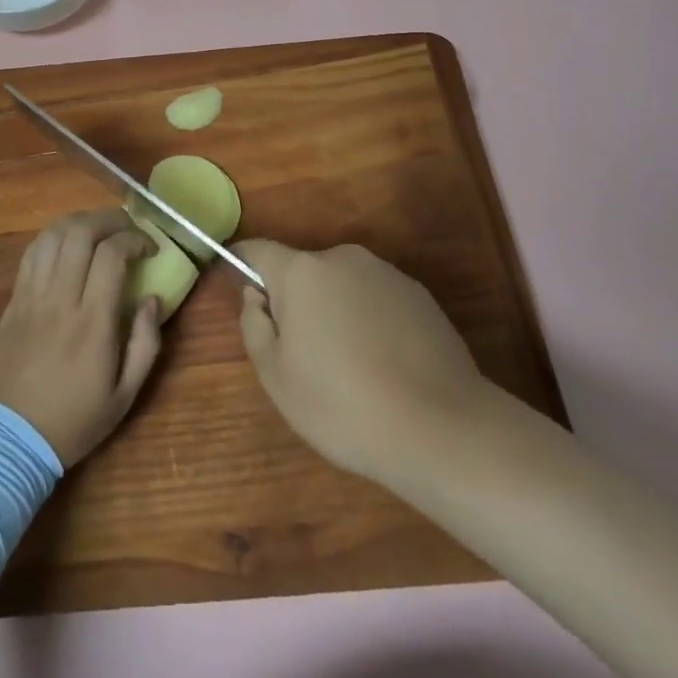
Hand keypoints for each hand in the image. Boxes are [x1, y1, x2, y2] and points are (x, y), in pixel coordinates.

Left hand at [0, 209, 163, 467]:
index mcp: (92, 323)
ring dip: (81, 221)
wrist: (7, 440)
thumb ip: (146, 343)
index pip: (112, 255)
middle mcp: (60, 299)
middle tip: (128, 229)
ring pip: (53, 235)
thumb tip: (153, 299)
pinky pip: (33, 252)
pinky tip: (69, 244)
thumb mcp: (124, 396)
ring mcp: (32, 295)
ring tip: (100, 230)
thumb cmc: (72, 421)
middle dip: (110, 219)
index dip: (135, 239)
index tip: (150, 248)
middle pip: (80, 232)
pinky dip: (55, 236)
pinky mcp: (13, 299)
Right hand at [235, 239, 491, 490]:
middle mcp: (342, 257)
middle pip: (303, 271)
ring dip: (335, 311)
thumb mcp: (276, 378)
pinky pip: (377, 300)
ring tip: (350, 367)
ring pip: (342, 285)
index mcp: (301, 272)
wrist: (441, 427)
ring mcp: (385, 273)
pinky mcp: (419, 294)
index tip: (236, 284)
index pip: (258, 250)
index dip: (242, 263)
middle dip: (296, 300)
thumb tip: (256, 296)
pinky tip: (385, 366)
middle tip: (303, 354)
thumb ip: (254, 326)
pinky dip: (370, 321)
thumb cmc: (343, 405)